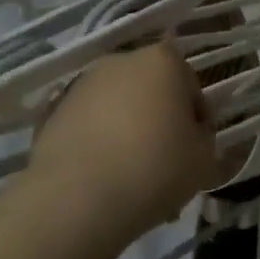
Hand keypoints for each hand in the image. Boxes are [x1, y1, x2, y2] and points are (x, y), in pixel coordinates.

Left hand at [25, 39, 228, 244]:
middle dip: (159, 121)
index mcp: (163, 61)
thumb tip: (193, 135)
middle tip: (164, 164)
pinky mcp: (53, 110)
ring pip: (118, 107)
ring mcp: (82, 83)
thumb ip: (206, 139)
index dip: (197, 121)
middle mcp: (121, 61)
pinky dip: (97, 142)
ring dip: (127, 131)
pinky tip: (101, 177)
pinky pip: (89, 125)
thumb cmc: (155, 168)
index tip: (194, 151)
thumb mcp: (204, 159)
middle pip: (151, 91)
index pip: (191, 87)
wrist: (77, 198)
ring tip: (130, 176)